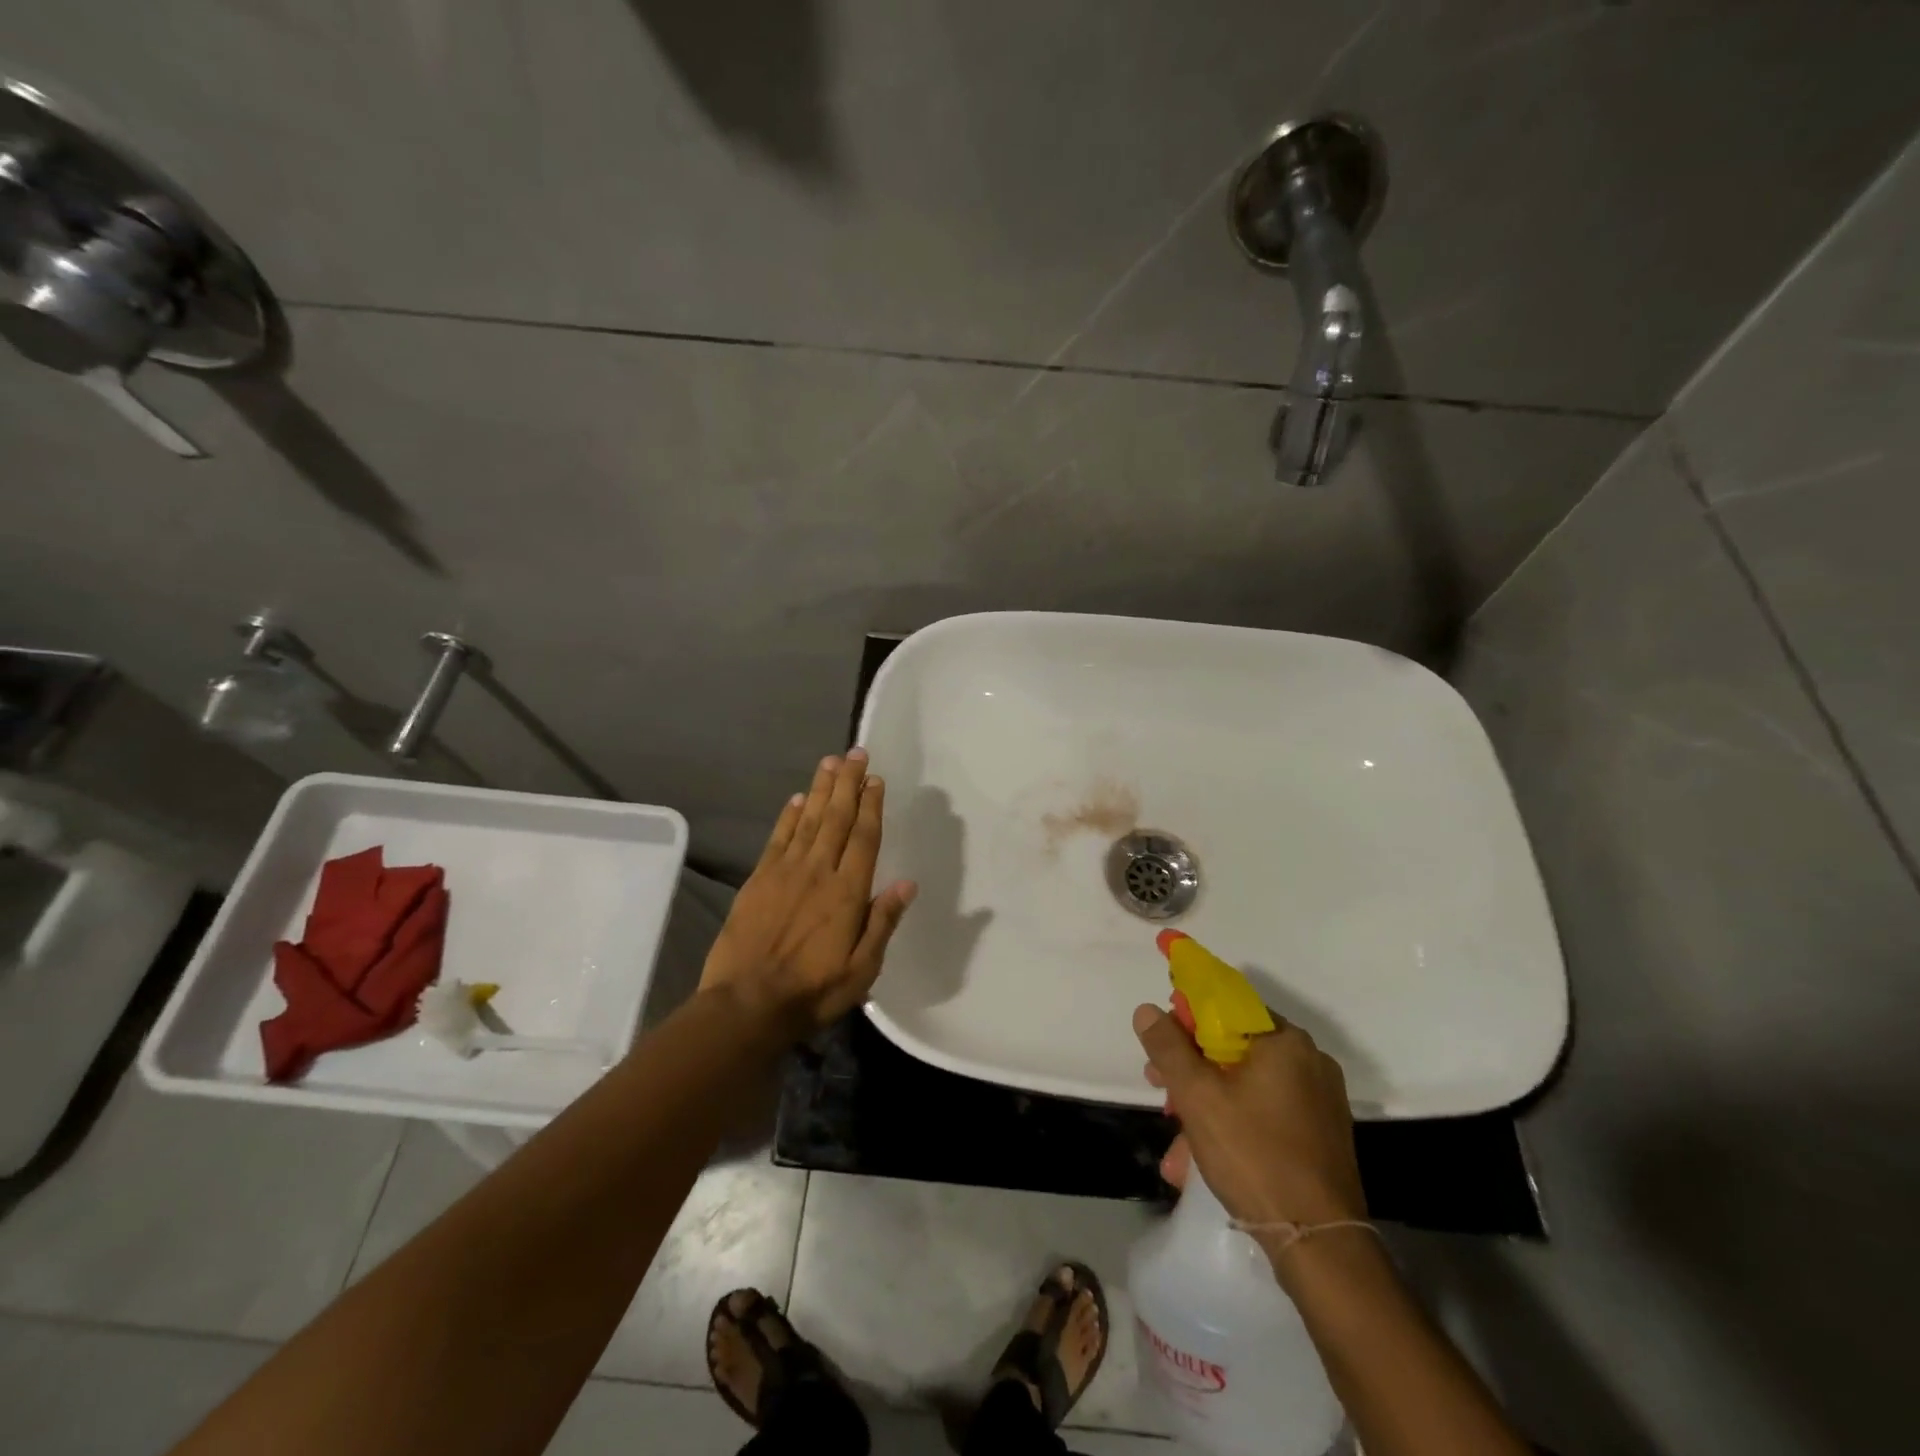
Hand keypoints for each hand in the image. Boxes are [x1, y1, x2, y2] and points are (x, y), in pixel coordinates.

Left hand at [701, 749, 916, 1037]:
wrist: (746, 1004)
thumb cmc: (813, 991)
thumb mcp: (862, 969)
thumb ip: (883, 923)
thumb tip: (907, 883)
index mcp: (847, 892)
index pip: (864, 838)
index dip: (870, 806)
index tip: (876, 779)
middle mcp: (818, 871)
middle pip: (836, 818)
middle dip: (848, 783)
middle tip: (855, 753)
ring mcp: (785, 872)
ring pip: (807, 820)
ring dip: (820, 789)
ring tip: (830, 762)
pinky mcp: (758, 879)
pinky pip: (778, 838)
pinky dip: (789, 816)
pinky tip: (797, 799)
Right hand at [1134, 1003, 1365, 1232]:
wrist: (1319, 1244)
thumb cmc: (1254, 1155)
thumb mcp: (1197, 1096)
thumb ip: (1168, 1047)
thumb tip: (1147, 1010)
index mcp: (1285, 1041)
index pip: (1227, 1005)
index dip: (1187, 1016)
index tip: (1161, 1038)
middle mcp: (1310, 1061)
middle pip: (1235, 1047)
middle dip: (1191, 1067)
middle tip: (1159, 1088)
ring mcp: (1320, 1100)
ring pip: (1248, 1085)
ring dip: (1207, 1104)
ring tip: (1177, 1144)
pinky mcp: (1322, 1135)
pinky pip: (1267, 1113)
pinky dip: (1235, 1124)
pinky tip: (1203, 1158)